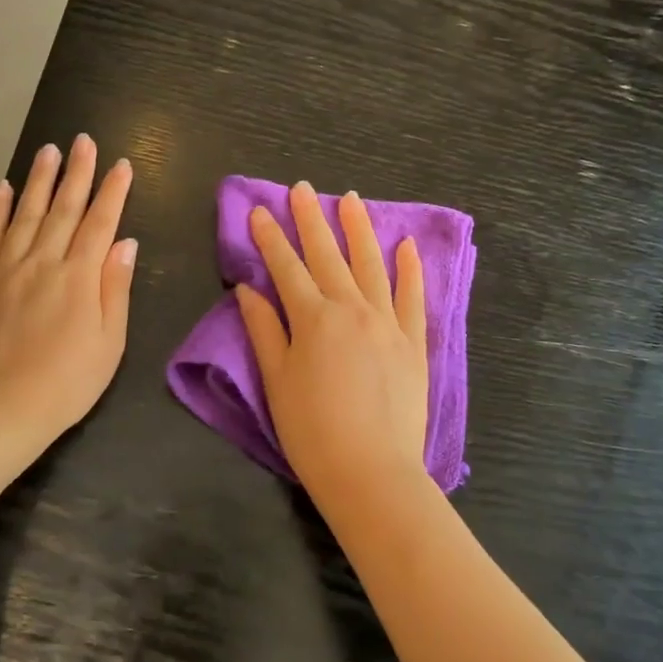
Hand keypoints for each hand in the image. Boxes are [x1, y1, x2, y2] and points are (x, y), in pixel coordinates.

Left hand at [0, 135, 136, 445]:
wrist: (0, 410)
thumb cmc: (67, 383)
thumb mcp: (109, 342)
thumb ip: (115, 288)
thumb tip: (124, 242)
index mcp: (79, 278)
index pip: (100, 223)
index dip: (112, 192)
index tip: (121, 164)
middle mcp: (42, 262)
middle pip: (64, 209)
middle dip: (77, 172)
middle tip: (83, 140)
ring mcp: (5, 269)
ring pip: (26, 214)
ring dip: (40, 180)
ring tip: (49, 150)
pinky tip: (5, 188)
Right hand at [236, 182, 429, 504]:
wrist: (372, 472)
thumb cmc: (312, 432)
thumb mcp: (277, 381)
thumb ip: (264, 330)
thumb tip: (249, 289)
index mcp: (313, 319)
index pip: (286, 267)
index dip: (270, 237)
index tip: (259, 210)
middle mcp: (352, 309)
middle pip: (327, 255)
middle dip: (311, 219)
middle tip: (301, 189)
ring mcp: (387, 322)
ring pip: (371, 264)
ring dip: (358, 229)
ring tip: (350, 198)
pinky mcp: (413, 342)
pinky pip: (412, 296)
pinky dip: (409, 269)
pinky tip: (405, 245)